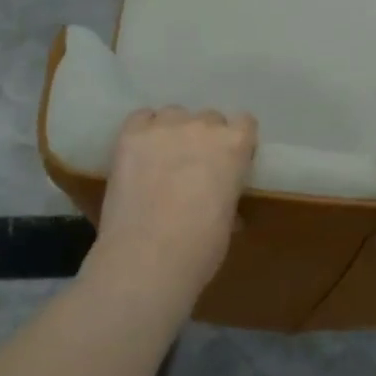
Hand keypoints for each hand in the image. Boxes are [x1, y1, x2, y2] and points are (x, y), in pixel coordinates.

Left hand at [94, 107, 257, 298]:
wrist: (148, 260)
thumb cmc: (200, 248)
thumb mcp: (228, 217)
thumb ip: (226, 192)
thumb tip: (218, 199)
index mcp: (235, 145)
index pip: (244, 123)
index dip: (236, 143)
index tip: (229, 162)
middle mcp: (203, 126)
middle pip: (209, 118)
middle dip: (204, 138)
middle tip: (194, 167)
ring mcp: (164, 128)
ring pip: (174, 115)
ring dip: (174, 132)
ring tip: (163, 159)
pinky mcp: (131, 136)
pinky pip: (141, 118)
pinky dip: (144, 131)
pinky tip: (140, 153)